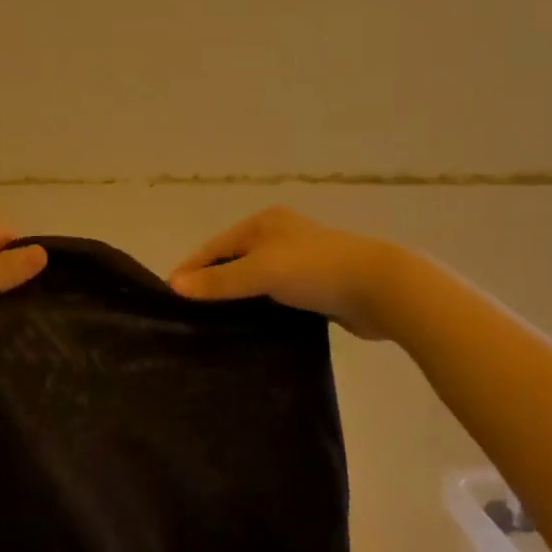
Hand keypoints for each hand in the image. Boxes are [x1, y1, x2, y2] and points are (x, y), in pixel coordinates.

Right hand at [168, 206, 396, 338]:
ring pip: (255, 280)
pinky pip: (275, 296)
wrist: (381, 288)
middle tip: (189, 314)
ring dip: (237, 298)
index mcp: (264, 223)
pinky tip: (250, 328)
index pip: (215, 246)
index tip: (169, 295)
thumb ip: (219, 281)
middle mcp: (279, 236)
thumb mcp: (260, 272)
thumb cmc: (315, 270)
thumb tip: (174, 285)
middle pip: (233, 260)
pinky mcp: (315, 286)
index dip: (191, 268)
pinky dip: (261, 308)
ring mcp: (299, 261)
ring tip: (213, 324)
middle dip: (212, 284)